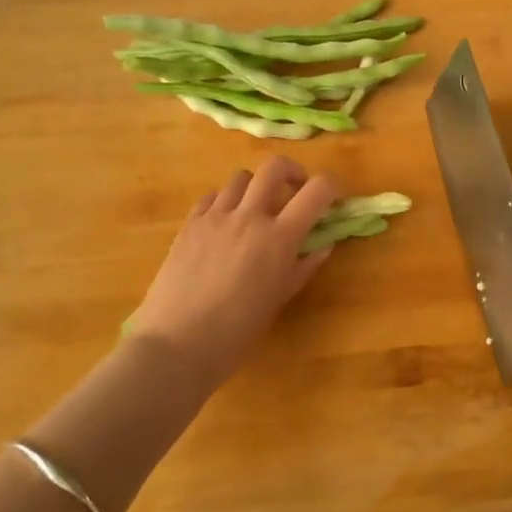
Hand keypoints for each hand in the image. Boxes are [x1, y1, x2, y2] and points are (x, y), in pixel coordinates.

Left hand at [127, 156, 337, 382]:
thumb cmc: (237, 331)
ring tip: (256, 209)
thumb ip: (304, 266)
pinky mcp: (189, 224)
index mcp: (279, 238)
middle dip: (293, 171)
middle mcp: (249, 217)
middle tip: (295, 190)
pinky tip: (225, 223)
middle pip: (275, 166)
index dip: (332, 187)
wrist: (176, 345)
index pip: (317, 191)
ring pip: (241, 178)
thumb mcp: (279, 299)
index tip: (334, 198)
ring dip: (256, 187)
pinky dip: (226, 201)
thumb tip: (324, 244)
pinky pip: (212, 196)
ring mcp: (215, 217)